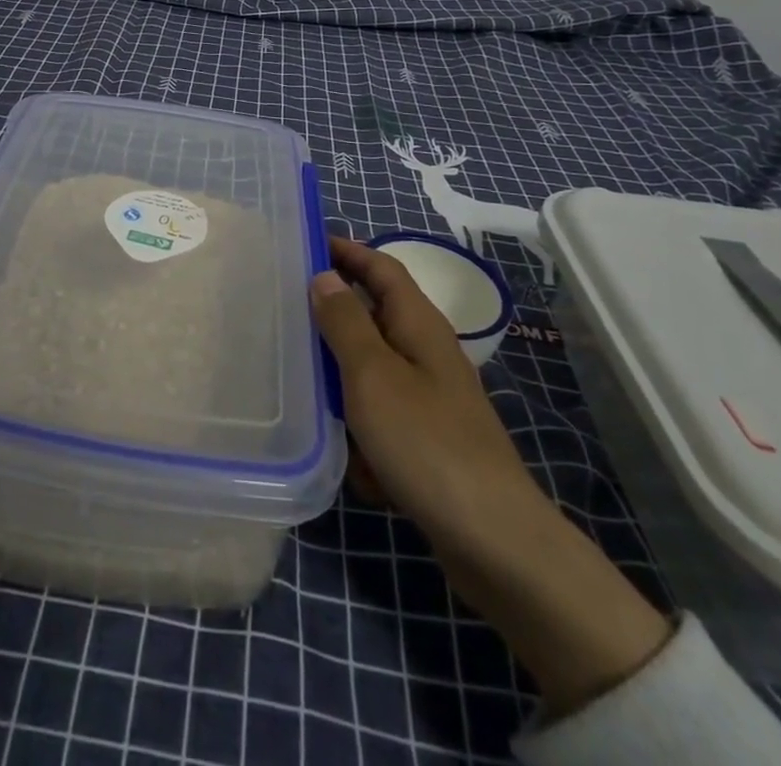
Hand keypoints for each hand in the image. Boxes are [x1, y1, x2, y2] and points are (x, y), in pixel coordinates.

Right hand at [310, 237, 546, 537]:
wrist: (493, 540)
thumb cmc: (426, 442)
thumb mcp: (372, 374)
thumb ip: (345, 322)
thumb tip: (325, 277)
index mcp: (419, 325)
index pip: (382, 268)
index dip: (348, 251)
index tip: (308, 241)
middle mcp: (428, 353)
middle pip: (377, 315)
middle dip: (336, 311)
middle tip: (287, 308)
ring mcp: (432, 399)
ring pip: (375, 369)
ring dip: (343, 373)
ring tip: (301, 378)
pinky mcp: (430, 441)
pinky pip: (383, 417)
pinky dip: (362, 426)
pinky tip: (346, 455)